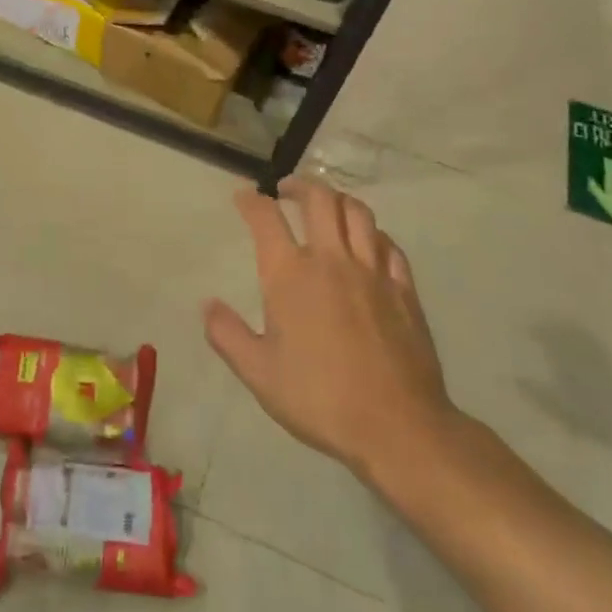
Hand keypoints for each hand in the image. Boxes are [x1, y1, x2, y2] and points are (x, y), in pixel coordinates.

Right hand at [204, 177, 462, 506]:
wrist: (397, 426)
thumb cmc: (319, 398)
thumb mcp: (258, 373)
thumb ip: (227, 335)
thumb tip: (207, 305)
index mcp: (290, 275)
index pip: (266, 219)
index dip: (251, 202)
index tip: (243, 197)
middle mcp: (331, 260)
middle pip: (320, 200)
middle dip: (300, 186)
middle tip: (286, 190)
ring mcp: (373, 271)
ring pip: (358, 213)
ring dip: (338, 200)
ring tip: (326, 206)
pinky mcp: (404, 290)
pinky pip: (389, 245)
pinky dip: (373, 233)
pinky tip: (368, 243)